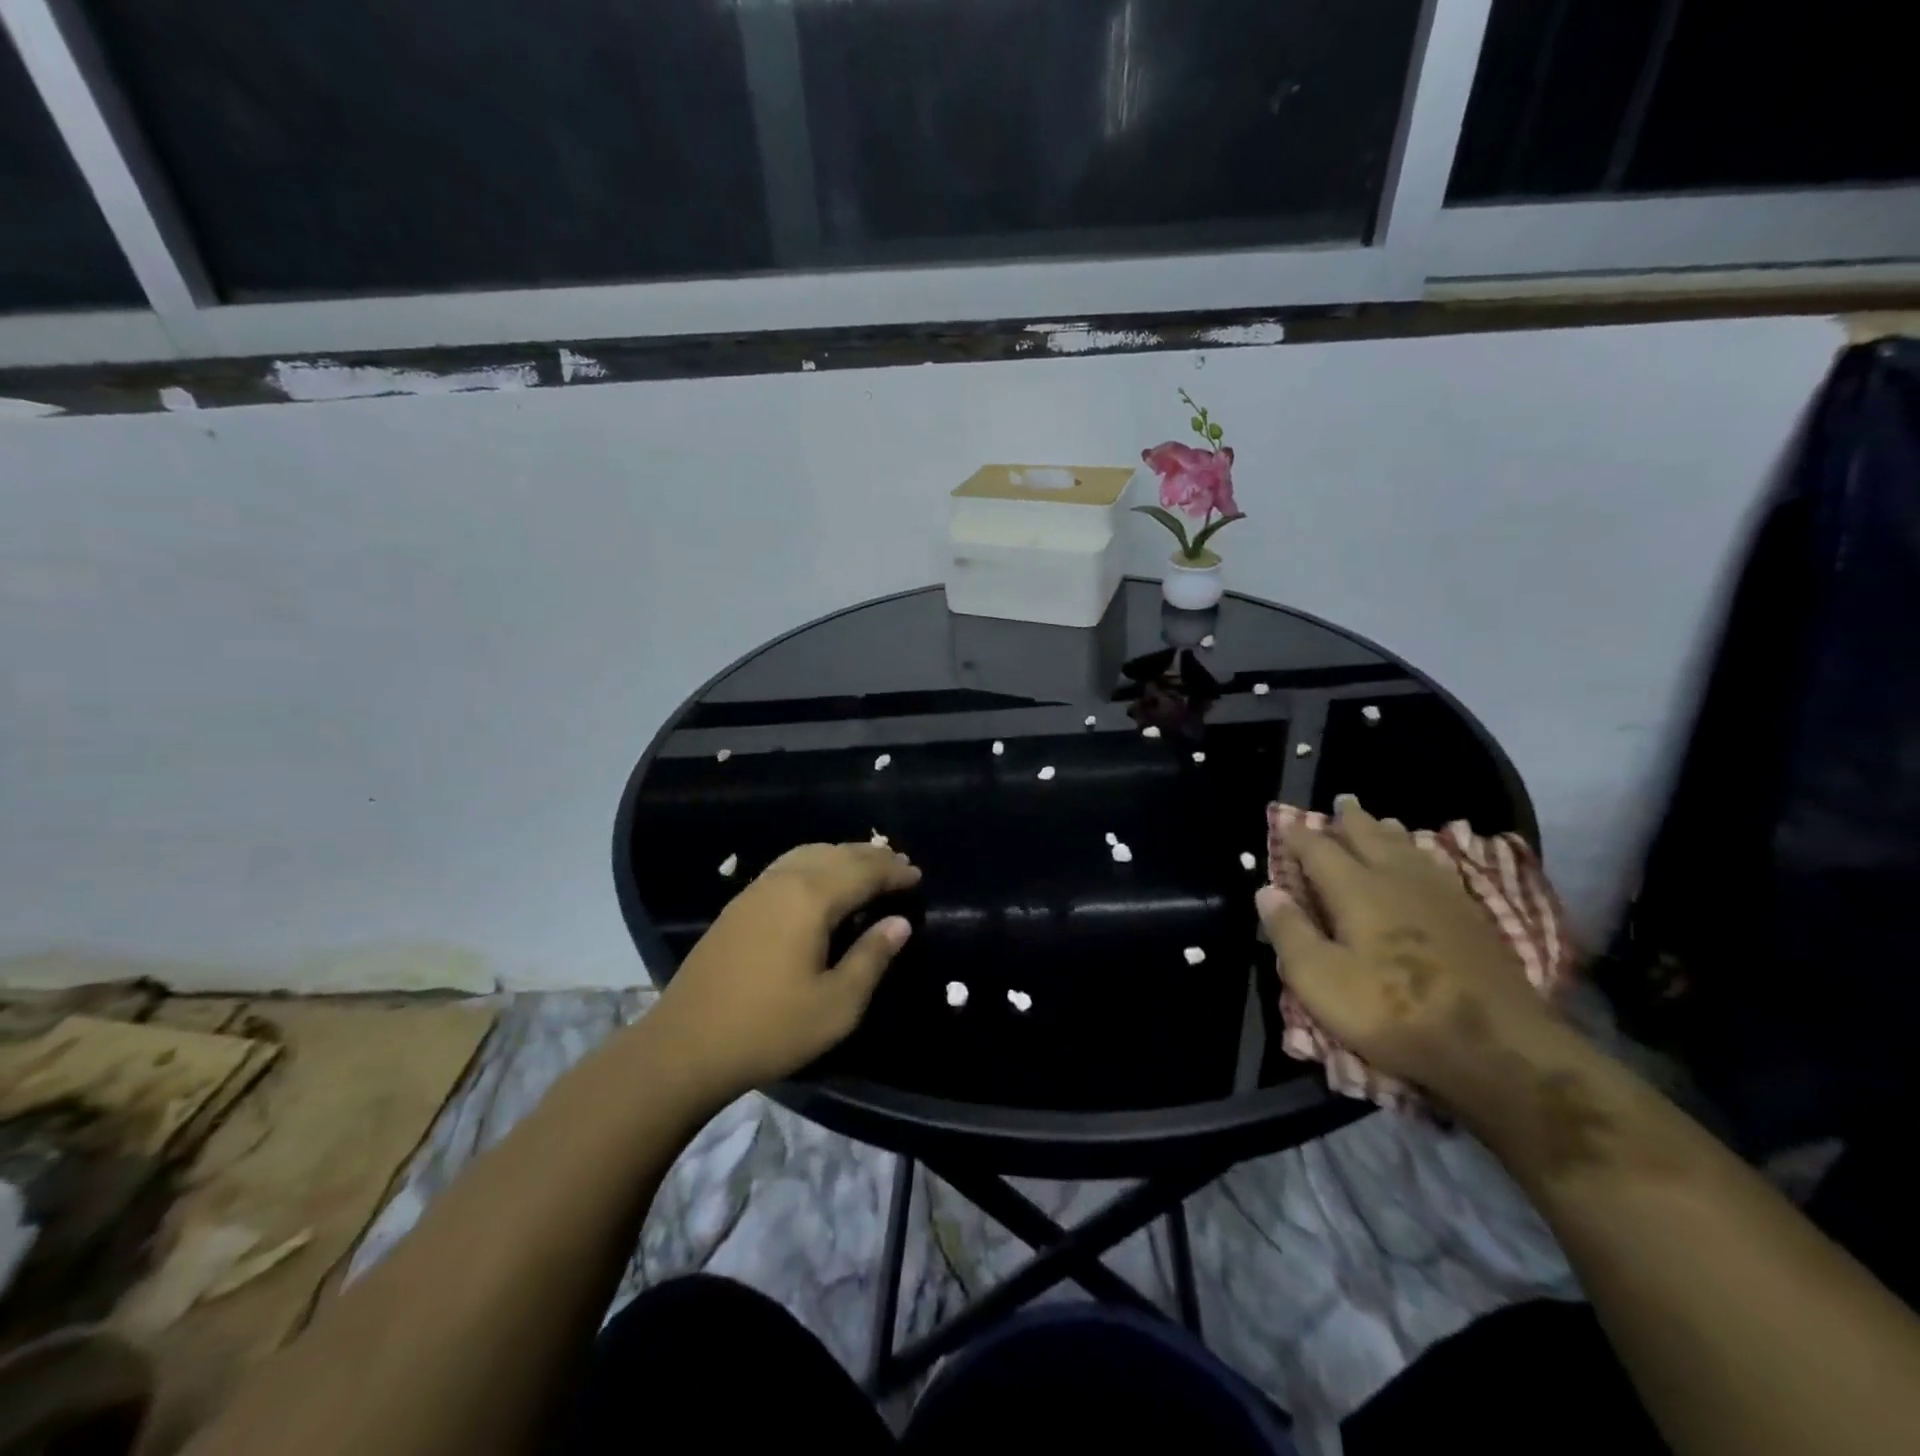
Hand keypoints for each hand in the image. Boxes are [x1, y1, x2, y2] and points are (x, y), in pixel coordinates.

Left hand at [646, 842, 920, 1103]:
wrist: (685, 1046)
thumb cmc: (770, 1029)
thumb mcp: (836, 1004)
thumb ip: (871, 958)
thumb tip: (899, 923)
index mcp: (810, 899)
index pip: (862, 872)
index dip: (892, 873)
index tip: (917, 876)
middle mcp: (783, 881)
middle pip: (836, 854)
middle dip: (871, 857)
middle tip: (899, 865)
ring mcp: (756, 890)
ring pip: (809, 854)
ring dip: (842, 855)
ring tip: (865, 866)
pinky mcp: (738, 906)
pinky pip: (788, 865)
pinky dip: (816, 863)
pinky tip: (820, 881)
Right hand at [1254, 798, 1561, 1105]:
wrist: (1494, 1046)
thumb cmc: (1391, 1011)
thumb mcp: (1319, 980)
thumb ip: (1290, 932)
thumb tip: (1267, 890)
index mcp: (1355, 890)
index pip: (1318, 850)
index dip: (1298, 835)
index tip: (1284, 822)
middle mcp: (1396, 879)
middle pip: (1370, 837)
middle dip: (1350, 820)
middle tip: (1341, 802)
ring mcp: (1440, 896)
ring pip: (1409, 848)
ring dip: (1389, 832)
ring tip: (1381, 822)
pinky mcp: (1472, 917)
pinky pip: (1439, 868)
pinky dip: (1423, 855)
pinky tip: (1427, 862)